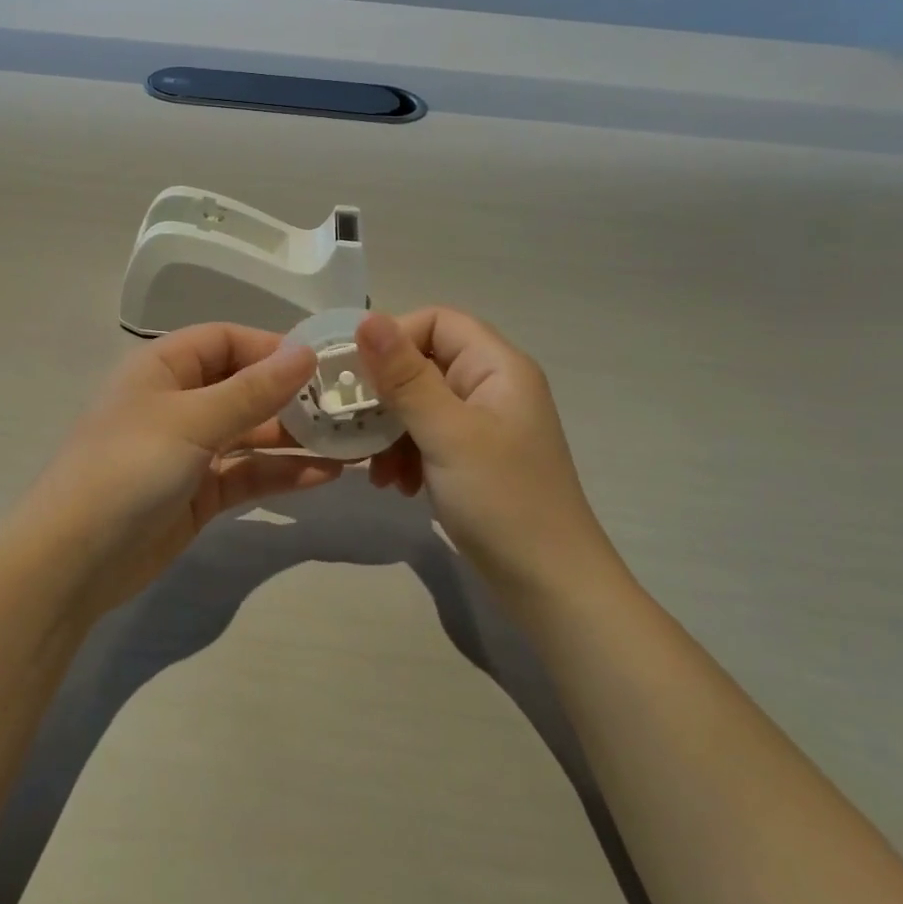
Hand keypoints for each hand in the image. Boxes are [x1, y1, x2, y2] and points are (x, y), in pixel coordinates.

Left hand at [22, 323, 342, 618]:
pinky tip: (327, 476)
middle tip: (349, 405)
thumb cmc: (127, 469)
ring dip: (296, 437)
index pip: (225, 340)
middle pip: (244, 386)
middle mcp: (178, 402)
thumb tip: (306, 352)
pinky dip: (283, 474)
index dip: (272, 346)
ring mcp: (190, 450)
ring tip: (351, 441)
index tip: (323, 362)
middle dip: (293, 395)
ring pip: (252, 433)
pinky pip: (248, 474)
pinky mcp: (200, 494)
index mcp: (163, 368)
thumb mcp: (191, 421)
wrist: (73, 561)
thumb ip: (252, 390)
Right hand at [356, 309, 613, 601]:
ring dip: (390, 430)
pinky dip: (405, 455)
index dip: (393, 339)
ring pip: (420, 404)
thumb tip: (365, 318)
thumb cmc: (502, 500)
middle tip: (352, 426)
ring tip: (375, 470)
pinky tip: (394, 485)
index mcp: (497, 367)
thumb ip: (404, 377)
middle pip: (424, 363)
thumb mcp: (447, 434)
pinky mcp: (473, 458)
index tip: (356, 375)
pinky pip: (428, 437)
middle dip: (385, 394)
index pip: (437, 322)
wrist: (550, 585)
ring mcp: (483, 425)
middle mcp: (492, 387)